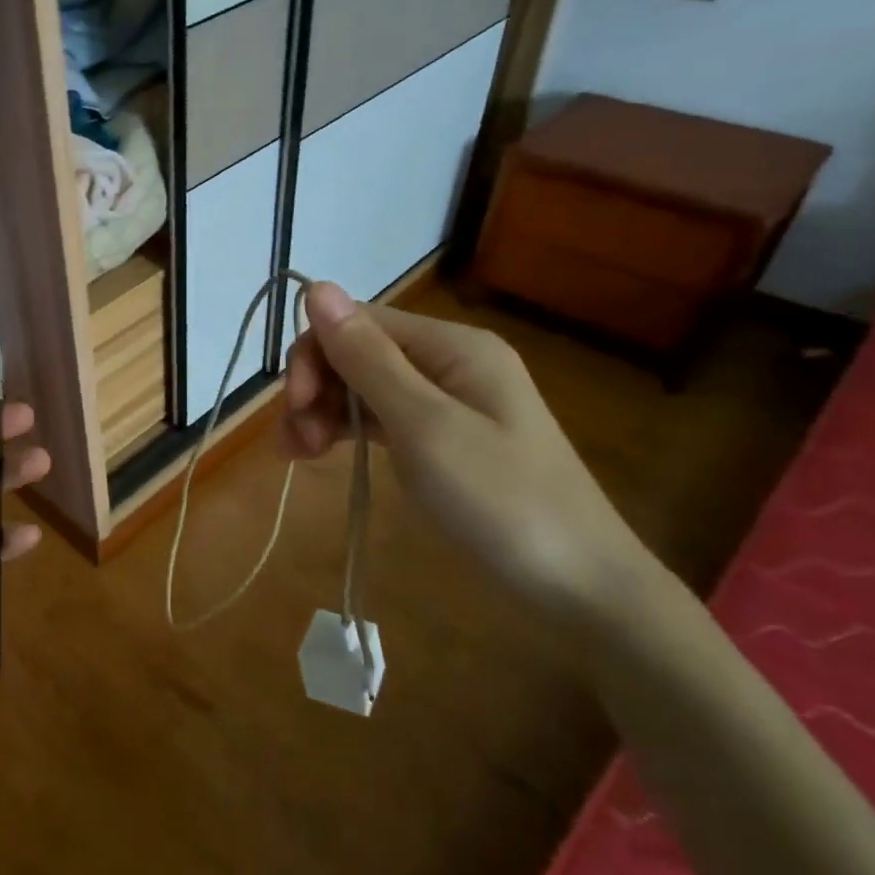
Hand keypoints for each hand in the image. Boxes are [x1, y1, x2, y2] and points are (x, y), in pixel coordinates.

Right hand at [281, 281, 658, 626]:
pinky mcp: (439, 438)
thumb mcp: (425, 425)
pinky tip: (317, 453)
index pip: (358, 322)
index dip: (315, 354)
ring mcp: (445, 402)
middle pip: (356, 353)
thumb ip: (367, 358)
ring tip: (296, 454)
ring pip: (361, 387)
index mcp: (452, 346)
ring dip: (321, 411)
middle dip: (316, 387)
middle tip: (295, 442)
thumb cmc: (500, 500)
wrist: (579, 587)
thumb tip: (316, 287)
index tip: (294, 405)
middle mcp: (447, 362)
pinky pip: (378, 417)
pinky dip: (344, 430)